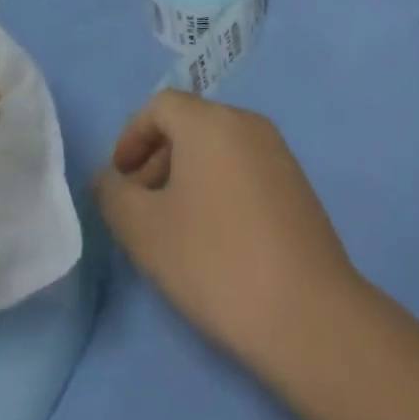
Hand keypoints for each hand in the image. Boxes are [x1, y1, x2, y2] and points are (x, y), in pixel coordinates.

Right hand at [94, 90, 361, 373]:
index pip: (161, 105)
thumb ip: (114, 195)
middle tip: (142, 207)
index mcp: (210, 121)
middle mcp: (246, 122)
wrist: (308, 314)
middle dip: (157, 158)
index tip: (120, 180)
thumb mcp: (145, 231)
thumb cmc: (215, 261)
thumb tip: (110, 178)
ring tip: (175, 227)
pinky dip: (219, 186)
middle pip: (190, 123)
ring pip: (218, 146)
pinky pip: (244, 167)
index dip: (132, 137)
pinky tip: (216, 237)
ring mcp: (278, 151)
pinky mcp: (297, 184)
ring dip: (187, 174)